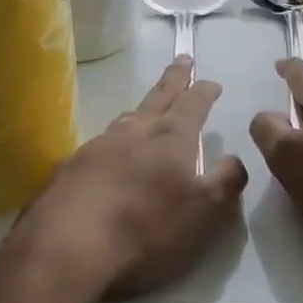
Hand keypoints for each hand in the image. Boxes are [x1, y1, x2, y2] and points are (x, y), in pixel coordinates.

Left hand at [16, 58, 248, 301]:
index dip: (204, 91)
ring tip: (147, 108)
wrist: (67, 244)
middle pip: (159, 96)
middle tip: (182, 59)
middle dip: (174, 78)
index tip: (212, 82)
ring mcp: (99, 144)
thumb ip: (225, 182)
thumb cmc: (146, 227)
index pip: (193, 103)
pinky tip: (109, 155)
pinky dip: (113, 142)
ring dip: (142, 109)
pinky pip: (100, 144)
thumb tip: (235, 158)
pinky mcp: (71, 166)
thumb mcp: (202, 213)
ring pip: (127, 117)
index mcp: (171, 136)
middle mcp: (135, 130)